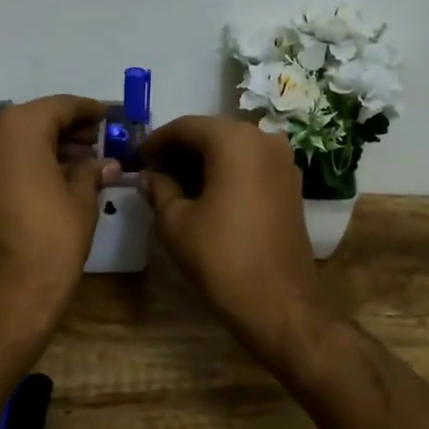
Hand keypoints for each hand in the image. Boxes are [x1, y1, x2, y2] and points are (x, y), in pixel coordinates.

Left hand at [0, 94, 119, 334]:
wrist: (0, 300)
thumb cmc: (49, 243)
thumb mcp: (81, 202)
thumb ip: (91, 171)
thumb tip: (106, 163)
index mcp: (17, 128)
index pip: (59, 106)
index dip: (88, 110)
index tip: (108, 116)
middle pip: (33, 119)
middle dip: (65, 128)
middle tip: (96, 139)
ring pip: (12, 139)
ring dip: (43, 145)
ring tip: (79, 160)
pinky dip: (22, 161)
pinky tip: (50, 177)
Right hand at [139, 116, 323, 359]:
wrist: (278, 302)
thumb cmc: (221, 256)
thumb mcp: (176, 222)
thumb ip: (159, 190)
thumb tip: (149, 176)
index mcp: (234, 140)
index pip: (187, 126)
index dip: (157, 140)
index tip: (137, 158)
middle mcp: (264, 139)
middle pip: (212, 133)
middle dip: (181, 149)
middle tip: (154, 171)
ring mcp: (283, 161)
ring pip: (234, 148)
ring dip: (204, 160)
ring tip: (175, 184)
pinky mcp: (291, 184)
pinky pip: (251, 164)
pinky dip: (227, 171)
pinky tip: (206, 193)